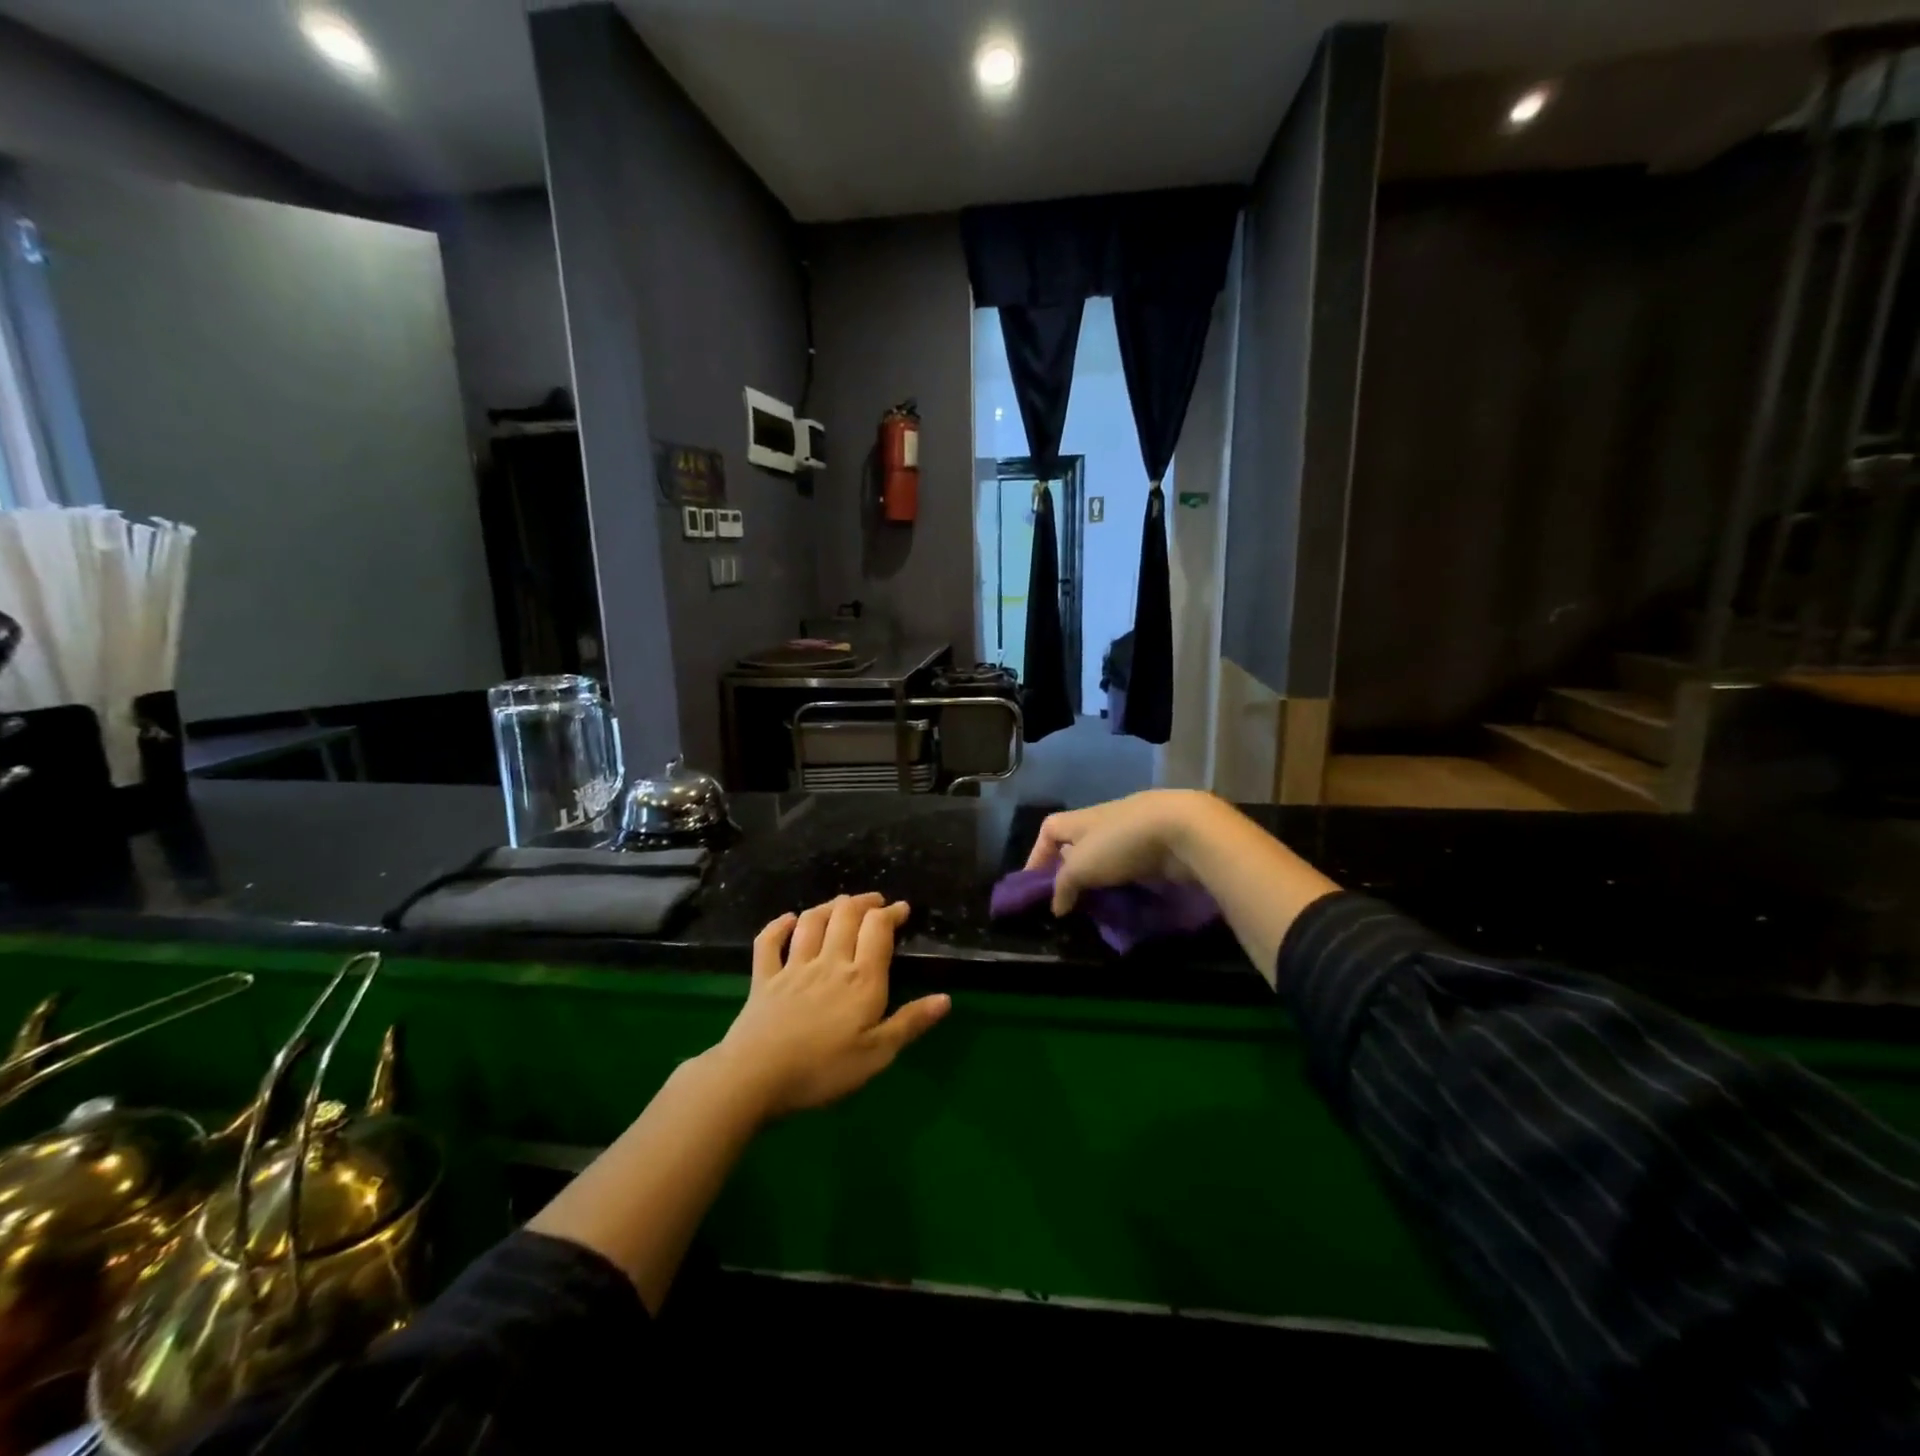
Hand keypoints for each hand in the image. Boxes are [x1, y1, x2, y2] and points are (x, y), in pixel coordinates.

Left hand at [718, 893, 950, 1117]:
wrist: (755, 1077)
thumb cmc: (823, 1069)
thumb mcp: (877, 1055)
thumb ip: (910, 1023)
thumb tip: (945, 998)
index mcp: (861, 979)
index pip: (878, 929)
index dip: (891, 913)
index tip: (902, 909)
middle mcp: (829, 962)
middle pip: (846, 916)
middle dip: (864, 902)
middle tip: (875, 902)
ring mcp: (793, 967)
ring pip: (812, 921)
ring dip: (829, 906)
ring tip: (841, 904)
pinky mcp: (763, 979)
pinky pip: (769, 942)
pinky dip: (778, 925)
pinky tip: (788, 919)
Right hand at [1024, 789, 1218, 915]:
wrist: (1181, 830)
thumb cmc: (1121, 843)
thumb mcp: (1081, 866)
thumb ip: (1063, 886)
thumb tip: (1057, 906)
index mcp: (1080, 820)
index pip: (1049, 830)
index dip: (1037, 854)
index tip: (1035, 884)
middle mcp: (1103, 823)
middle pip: (1078, 845)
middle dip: (1071, 873)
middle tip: (1069, 903)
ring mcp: (1133, 835)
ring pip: (1107, 859)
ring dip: (1100, 882)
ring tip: (1097, 908)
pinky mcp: (1156, 849)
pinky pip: (1132, 868)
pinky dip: (1125, 884)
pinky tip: (1126, 902)